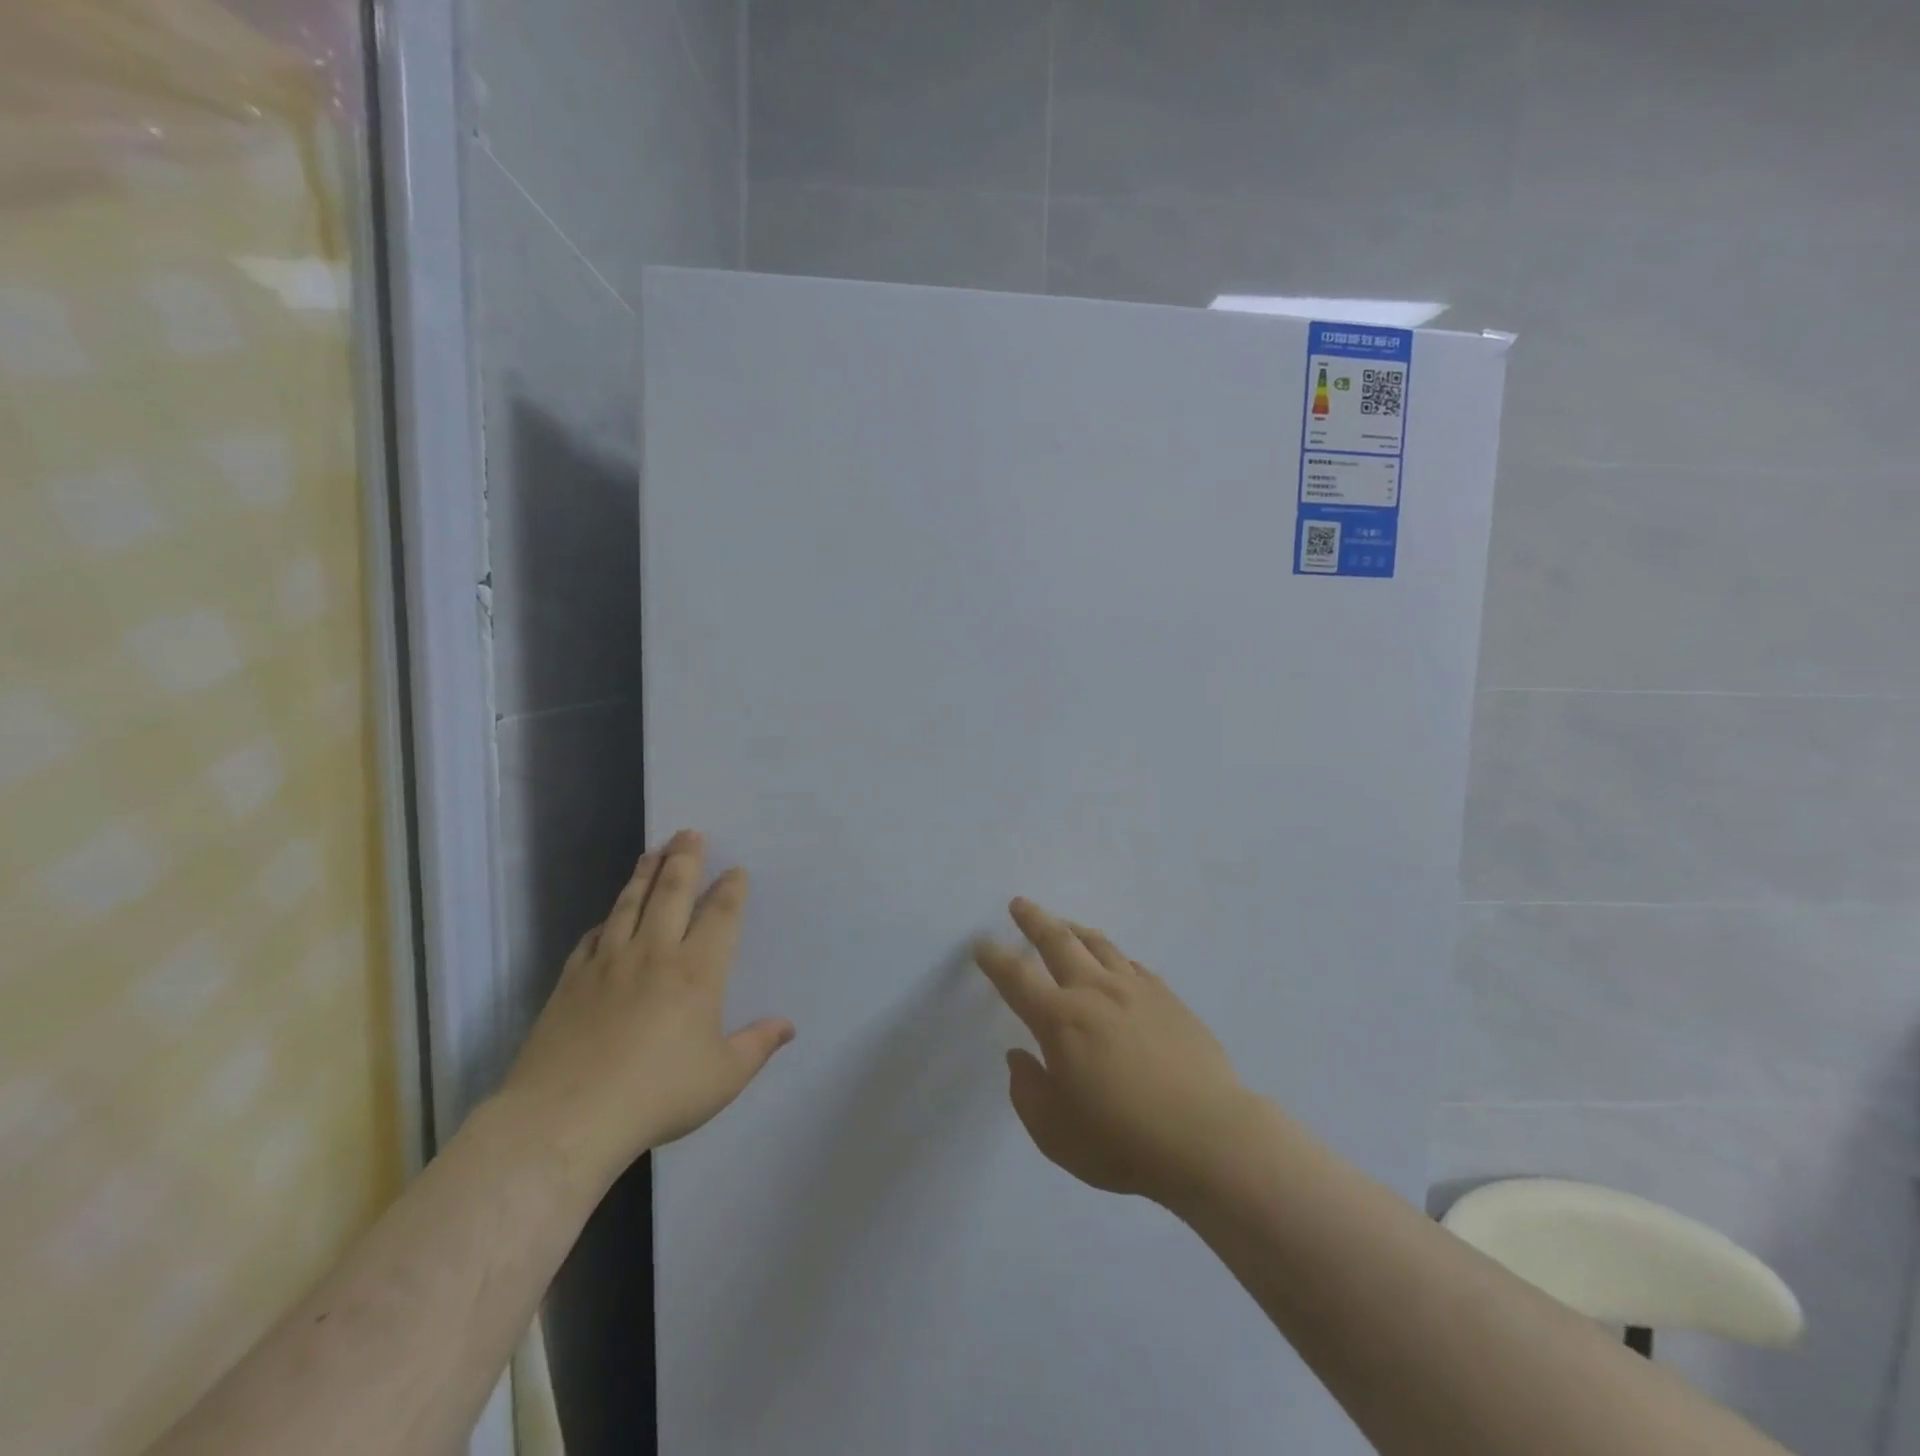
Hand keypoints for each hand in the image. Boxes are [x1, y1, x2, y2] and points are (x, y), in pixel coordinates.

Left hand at [498, 830, 793, 1190]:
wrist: (565, 1118)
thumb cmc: (657, 1095)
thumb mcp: (722, 1077)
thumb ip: (757, 1046)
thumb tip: (787, 1026)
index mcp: (697, 971)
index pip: (720, 915)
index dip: (730, 889)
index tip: (736, 871)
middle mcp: (655, 953)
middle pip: (673, 892)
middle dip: (685, 859)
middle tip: (690, 833)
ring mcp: (608, 962)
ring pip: (630, 904)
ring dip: (645, 874)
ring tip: (654, 851)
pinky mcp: (571, 980)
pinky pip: (593, 937)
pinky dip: (606, 920)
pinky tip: (609, 916)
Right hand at [973, 899, 1256, 1209]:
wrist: (1208, 1137)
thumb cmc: (1123, 1141)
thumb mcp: (1055, 1133)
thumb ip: (1027, 1091)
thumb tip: (1018, 1056)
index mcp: (1060, 1020)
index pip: (1016, 978)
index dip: (995, 958)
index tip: (982, 944)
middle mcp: (1094, 992)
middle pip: (1058, 941)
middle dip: (1034, 920)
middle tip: (1020, 904)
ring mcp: (1136, 990)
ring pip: (1098, 945)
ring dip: (1074, 930)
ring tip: (1064, 924)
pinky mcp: (1168, 998)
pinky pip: (1133, 964)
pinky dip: (1114, 956)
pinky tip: (1115, 962)